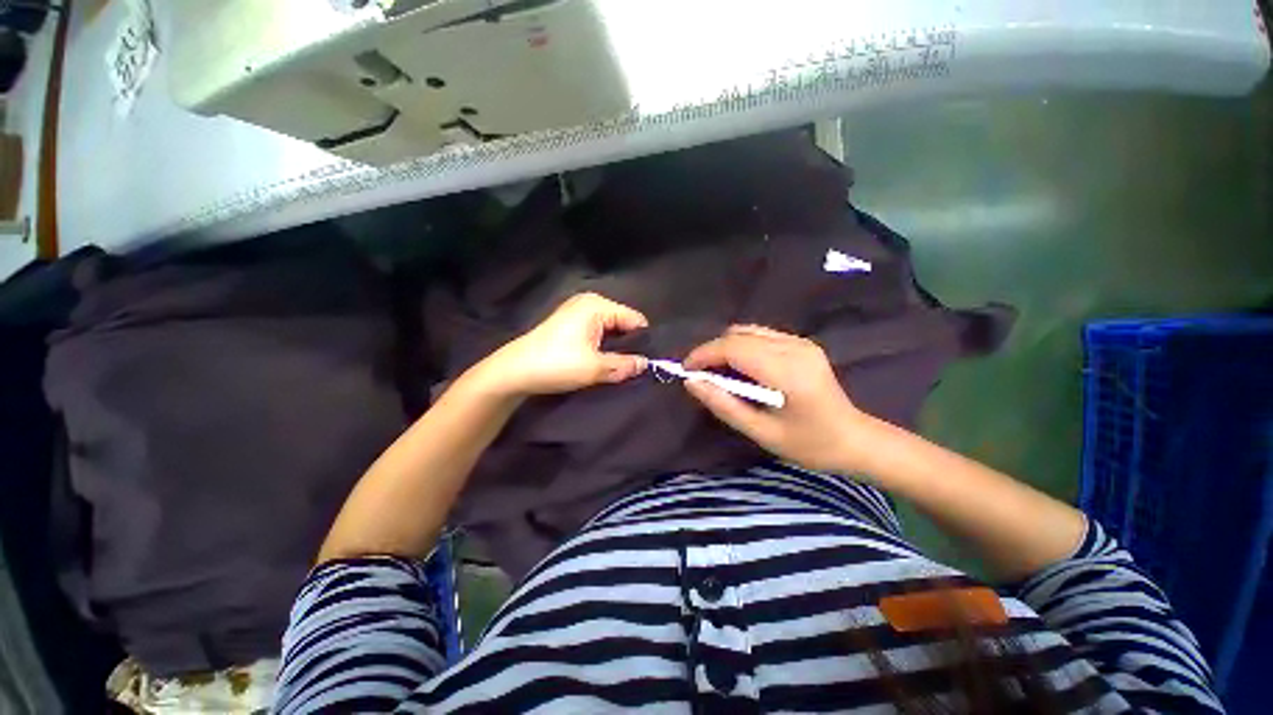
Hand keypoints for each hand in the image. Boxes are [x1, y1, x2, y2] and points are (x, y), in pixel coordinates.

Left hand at [475, 293, 649, 397]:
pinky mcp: (569, 322)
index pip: (634, 319)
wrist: (514, 371)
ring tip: (618, 366)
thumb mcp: (594, 368)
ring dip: (614, 347)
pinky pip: (597, 331)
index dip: (642, 341)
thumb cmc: (556, 364)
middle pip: (622, 322)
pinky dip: (602, 345)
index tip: (647, 362)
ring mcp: (577, 311)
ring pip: (610, 328)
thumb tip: (646, 364)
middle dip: (628, 344)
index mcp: (597, 305)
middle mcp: (589, 302)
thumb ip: (624, 365)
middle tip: (633, 367)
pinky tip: (601, 360)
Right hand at [683, 325, 875, 473]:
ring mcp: (800, 342)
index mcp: (786, 371)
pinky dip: (742, 346)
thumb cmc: (808, 444)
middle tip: (700, 375)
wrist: (854, 439)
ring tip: (718, 372)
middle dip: (712, 351)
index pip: (734, 348)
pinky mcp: (802, 343)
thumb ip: (724, 404)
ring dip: (726, 347)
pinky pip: (761, 335)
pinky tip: (741, 368)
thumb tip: (691, 382)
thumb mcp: (761, 432)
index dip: (704, 354)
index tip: (686, 370)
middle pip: (738, 335)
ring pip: (748, 331)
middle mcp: (794, 347)